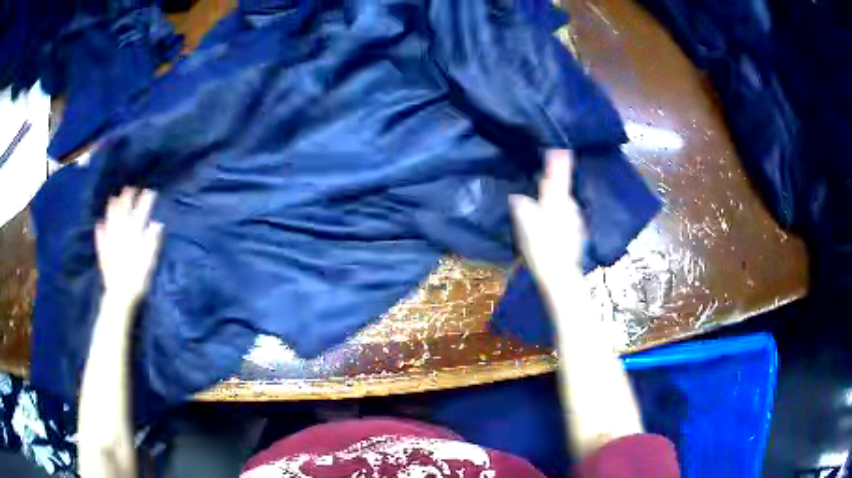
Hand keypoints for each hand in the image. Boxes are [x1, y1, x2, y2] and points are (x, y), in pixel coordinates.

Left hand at [96, 187, 163, 303]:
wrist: (119, 299)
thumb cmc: (136, 282)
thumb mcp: (149, 263)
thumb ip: (151, 242)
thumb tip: (157, 224)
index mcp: (132, 237)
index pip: (140, 215)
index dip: (144, 202)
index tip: (150, 191)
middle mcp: (120, 237)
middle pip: (123, 214)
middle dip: (126, 200)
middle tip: (129, 188)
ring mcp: (110, 244)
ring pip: (110, 223)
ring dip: (111, 210)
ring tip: (113, 199)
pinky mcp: (103, 255)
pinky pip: (100, 240)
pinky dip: (99, 231)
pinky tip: (98, 225)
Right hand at [509, 149, 584, 286]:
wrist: (561, 276)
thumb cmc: (542, 251)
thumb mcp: (527, 230)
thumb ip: (523, 210)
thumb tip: (518, 198)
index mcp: (556, 204)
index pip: (556, 179)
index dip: (557, 164)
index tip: (560, 149)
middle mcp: (569, 210)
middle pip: (562, 191)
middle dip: (557, 182)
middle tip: (549, 176)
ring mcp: (576, 222)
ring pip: (566, 205)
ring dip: (559, 201)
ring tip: (548, 204)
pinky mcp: (577, 234)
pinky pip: (568, 217)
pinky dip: (561, 215)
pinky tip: (554, 225)